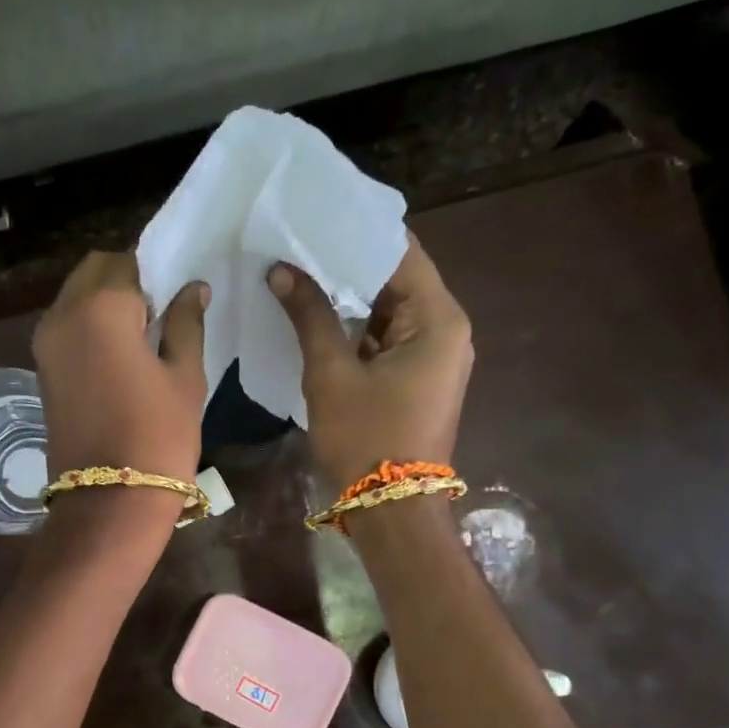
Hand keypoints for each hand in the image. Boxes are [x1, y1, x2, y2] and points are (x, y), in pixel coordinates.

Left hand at [32, 252, 208, 481]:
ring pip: (76, 297)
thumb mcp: (185, 377)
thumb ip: (186, 324)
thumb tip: (190, 289)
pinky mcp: (42, 370)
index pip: (129, 261)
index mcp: (101, 307)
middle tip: (161, 313)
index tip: (178, 295)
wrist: (110, 502)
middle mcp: (62, 314)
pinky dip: (90, 325)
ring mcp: (45, 343)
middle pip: (95, 271)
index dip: (157, 272)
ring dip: (105, 302)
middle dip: (127, 280)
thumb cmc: (158, 437)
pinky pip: (67, 326)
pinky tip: (120, 355)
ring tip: (142, 337)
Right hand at [268, 233, 472, 489]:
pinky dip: (357, 330)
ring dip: (349, 298)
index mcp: (438, 320)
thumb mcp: (332, 374)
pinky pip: (387, 340)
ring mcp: (435, 358)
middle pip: (397, 280)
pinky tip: (318, 316)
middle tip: (299, 243)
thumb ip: (310, 316)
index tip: (317, 215)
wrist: (391, 511)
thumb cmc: (365, 439)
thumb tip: (282, 270)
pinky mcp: (419, 380)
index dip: (357, 233)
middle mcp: (446, 331)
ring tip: (301, 273)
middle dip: (347, 265)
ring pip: (389, 312)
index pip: (400, 253)